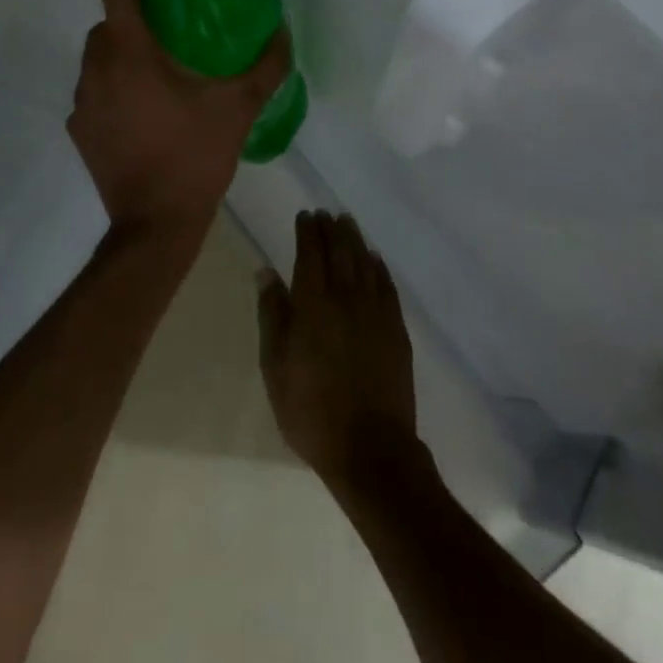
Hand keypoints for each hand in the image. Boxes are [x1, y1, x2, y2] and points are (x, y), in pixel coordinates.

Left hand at [68, 0, 292, 240]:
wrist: (154, 225)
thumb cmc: (195, 157)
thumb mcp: (240, 107)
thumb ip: (266, 65)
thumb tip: (282, 31)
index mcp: (130, 51)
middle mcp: (96, 67)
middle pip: (109, 19)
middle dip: (138, 11)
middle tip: (174, 22)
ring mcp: (82, 100)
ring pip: (100, 55)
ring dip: (126, 49)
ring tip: (164, 69)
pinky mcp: (79, 128)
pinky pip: (96, 89)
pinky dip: (117, 85)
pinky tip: (148, 109)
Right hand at [257, 210, 419, 489]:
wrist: (369, 449)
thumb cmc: (311, 410)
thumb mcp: (275, 366)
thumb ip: (272, 314)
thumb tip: (266, 271)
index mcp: (313, 304)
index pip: (311, 254)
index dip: (308, 232)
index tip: (305, 215)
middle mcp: (346, 298)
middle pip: (340, 251)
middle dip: (331, 229)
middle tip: (326, 213)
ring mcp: (375, 312)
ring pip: (365, 262)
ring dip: (355, 239)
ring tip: (347, 223)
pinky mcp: (396, 329)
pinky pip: (387, 285)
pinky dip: (378, 266)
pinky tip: (374, 259)